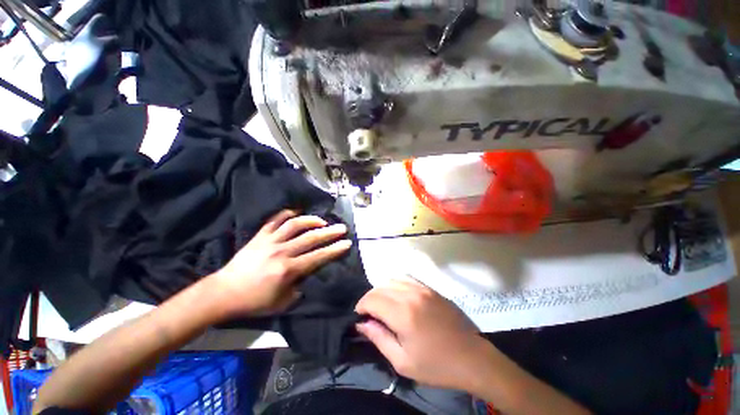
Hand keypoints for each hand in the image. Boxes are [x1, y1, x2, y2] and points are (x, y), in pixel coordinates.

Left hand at [211, 210, 350, 317]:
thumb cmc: (254, 301)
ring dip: (311, 220)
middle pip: (311, 238)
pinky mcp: (260, 236)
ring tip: (322, 220)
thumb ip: (300, 288)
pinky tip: (296, 213)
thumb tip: (308, 276)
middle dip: (330, 232)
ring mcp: (270, 241)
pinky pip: (275, 220)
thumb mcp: (282, 303)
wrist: (223, 293)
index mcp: (289, 270)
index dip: (335, 249)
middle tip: (342, 228)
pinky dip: (287, 214)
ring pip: (295, 225)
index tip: (347, 243)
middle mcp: (282, 252)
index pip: (319, 256)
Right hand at [355, 277, 488, 390]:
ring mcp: (422, 288)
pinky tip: (398, 296)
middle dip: (370, 298)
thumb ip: (379, 338)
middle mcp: (411, 295)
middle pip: (380, 287)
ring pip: (392, 279)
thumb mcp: (402, 361)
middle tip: (369, 313)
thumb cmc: (435, 365)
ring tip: (382, 304)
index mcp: (403, 314)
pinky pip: (407, 278)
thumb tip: (361, 324)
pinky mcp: (430, 288)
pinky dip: (396, 284)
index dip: (361, 306)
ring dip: (382, 289)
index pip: (372, 299)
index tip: (359, 316)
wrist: (470, 357)